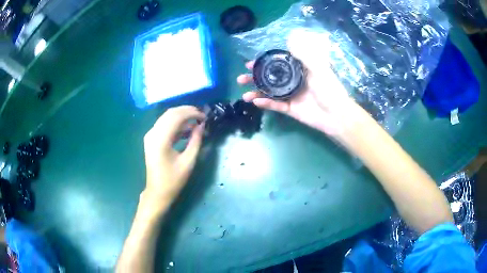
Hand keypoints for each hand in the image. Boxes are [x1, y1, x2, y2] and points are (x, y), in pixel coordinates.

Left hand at [142, 106, 205, 203]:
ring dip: (182, 117)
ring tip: (197, 123)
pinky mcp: (151, 139)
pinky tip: (187, 130)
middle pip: (170, 113)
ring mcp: (150, 135)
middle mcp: (153, 133)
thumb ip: (196, 141)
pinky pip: (164, 125)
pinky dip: (176, 124)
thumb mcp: (188, 161)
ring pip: (167, 117)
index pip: (176, 116)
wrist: (157, 192)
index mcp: (160, 140)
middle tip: (202, 116)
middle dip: (187, 112)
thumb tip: (202, 125)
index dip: (192, 113)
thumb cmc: (173, 180)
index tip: (205, 117)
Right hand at [237, 29, 358, 136]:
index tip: (250, 63)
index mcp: (299, 70)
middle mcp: (293, 81)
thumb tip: (288, 40)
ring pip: (270, 93)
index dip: (263, 63)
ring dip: (257, 92)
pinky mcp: (291, 109)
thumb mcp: (318, 68)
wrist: (336, 115)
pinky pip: (276, 106)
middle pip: (270, 78)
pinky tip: (256, 101)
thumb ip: (303, 55)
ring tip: (244, 94)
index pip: (277, 63)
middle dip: (255, 78)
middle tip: (241, 78)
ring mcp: (291, 96)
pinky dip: (266, 104)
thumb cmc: (329, 89)